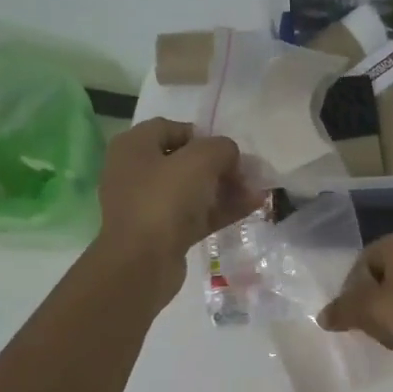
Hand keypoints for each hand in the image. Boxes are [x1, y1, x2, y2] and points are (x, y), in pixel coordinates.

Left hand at [97, 118, 257, 294]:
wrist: (140, 263)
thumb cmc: (164, 200)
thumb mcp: (200, 161)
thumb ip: (221, 148)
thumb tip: (230, 154)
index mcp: (134, 146)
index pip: (172, 128)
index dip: (203, 135)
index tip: (228, 150)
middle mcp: (137, 172)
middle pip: (185, 161)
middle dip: (221, 166)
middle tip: (248, 174)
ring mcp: (149, 205)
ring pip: (194, 190)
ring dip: (226, 189)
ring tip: (258, 191)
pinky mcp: (163, 233)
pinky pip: (196, 214)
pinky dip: (221, 209)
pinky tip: (252, 206)